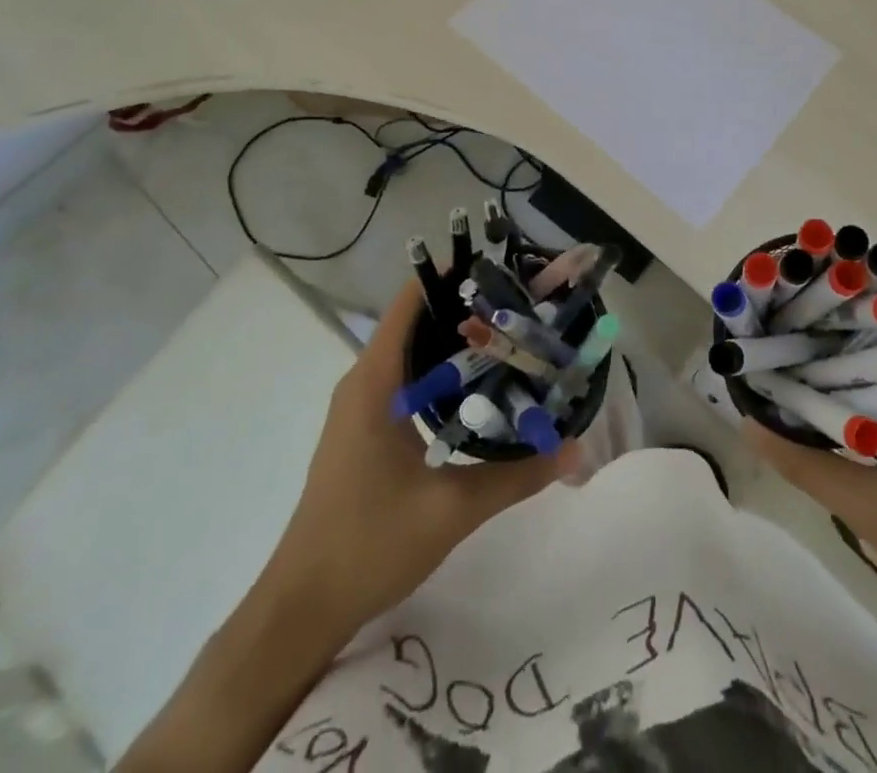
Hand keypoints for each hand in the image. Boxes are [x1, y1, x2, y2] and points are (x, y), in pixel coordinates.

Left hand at [267, 281, 576, 629]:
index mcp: (375, 381)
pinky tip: (482, 389)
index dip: (452, 276)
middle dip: (467, 308)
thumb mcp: (451, 509)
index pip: (411, 302)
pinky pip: (408, 381)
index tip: (501, 269)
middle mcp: (365, 381)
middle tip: (523, 306)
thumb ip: (516, 475)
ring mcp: (362, 407)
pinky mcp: (366, 430)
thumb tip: (575, 447)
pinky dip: (444, 373)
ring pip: (414, 353)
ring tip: (513, 338)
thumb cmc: (367, 544)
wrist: (302, 608)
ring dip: (456, 343)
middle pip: (417, 321)